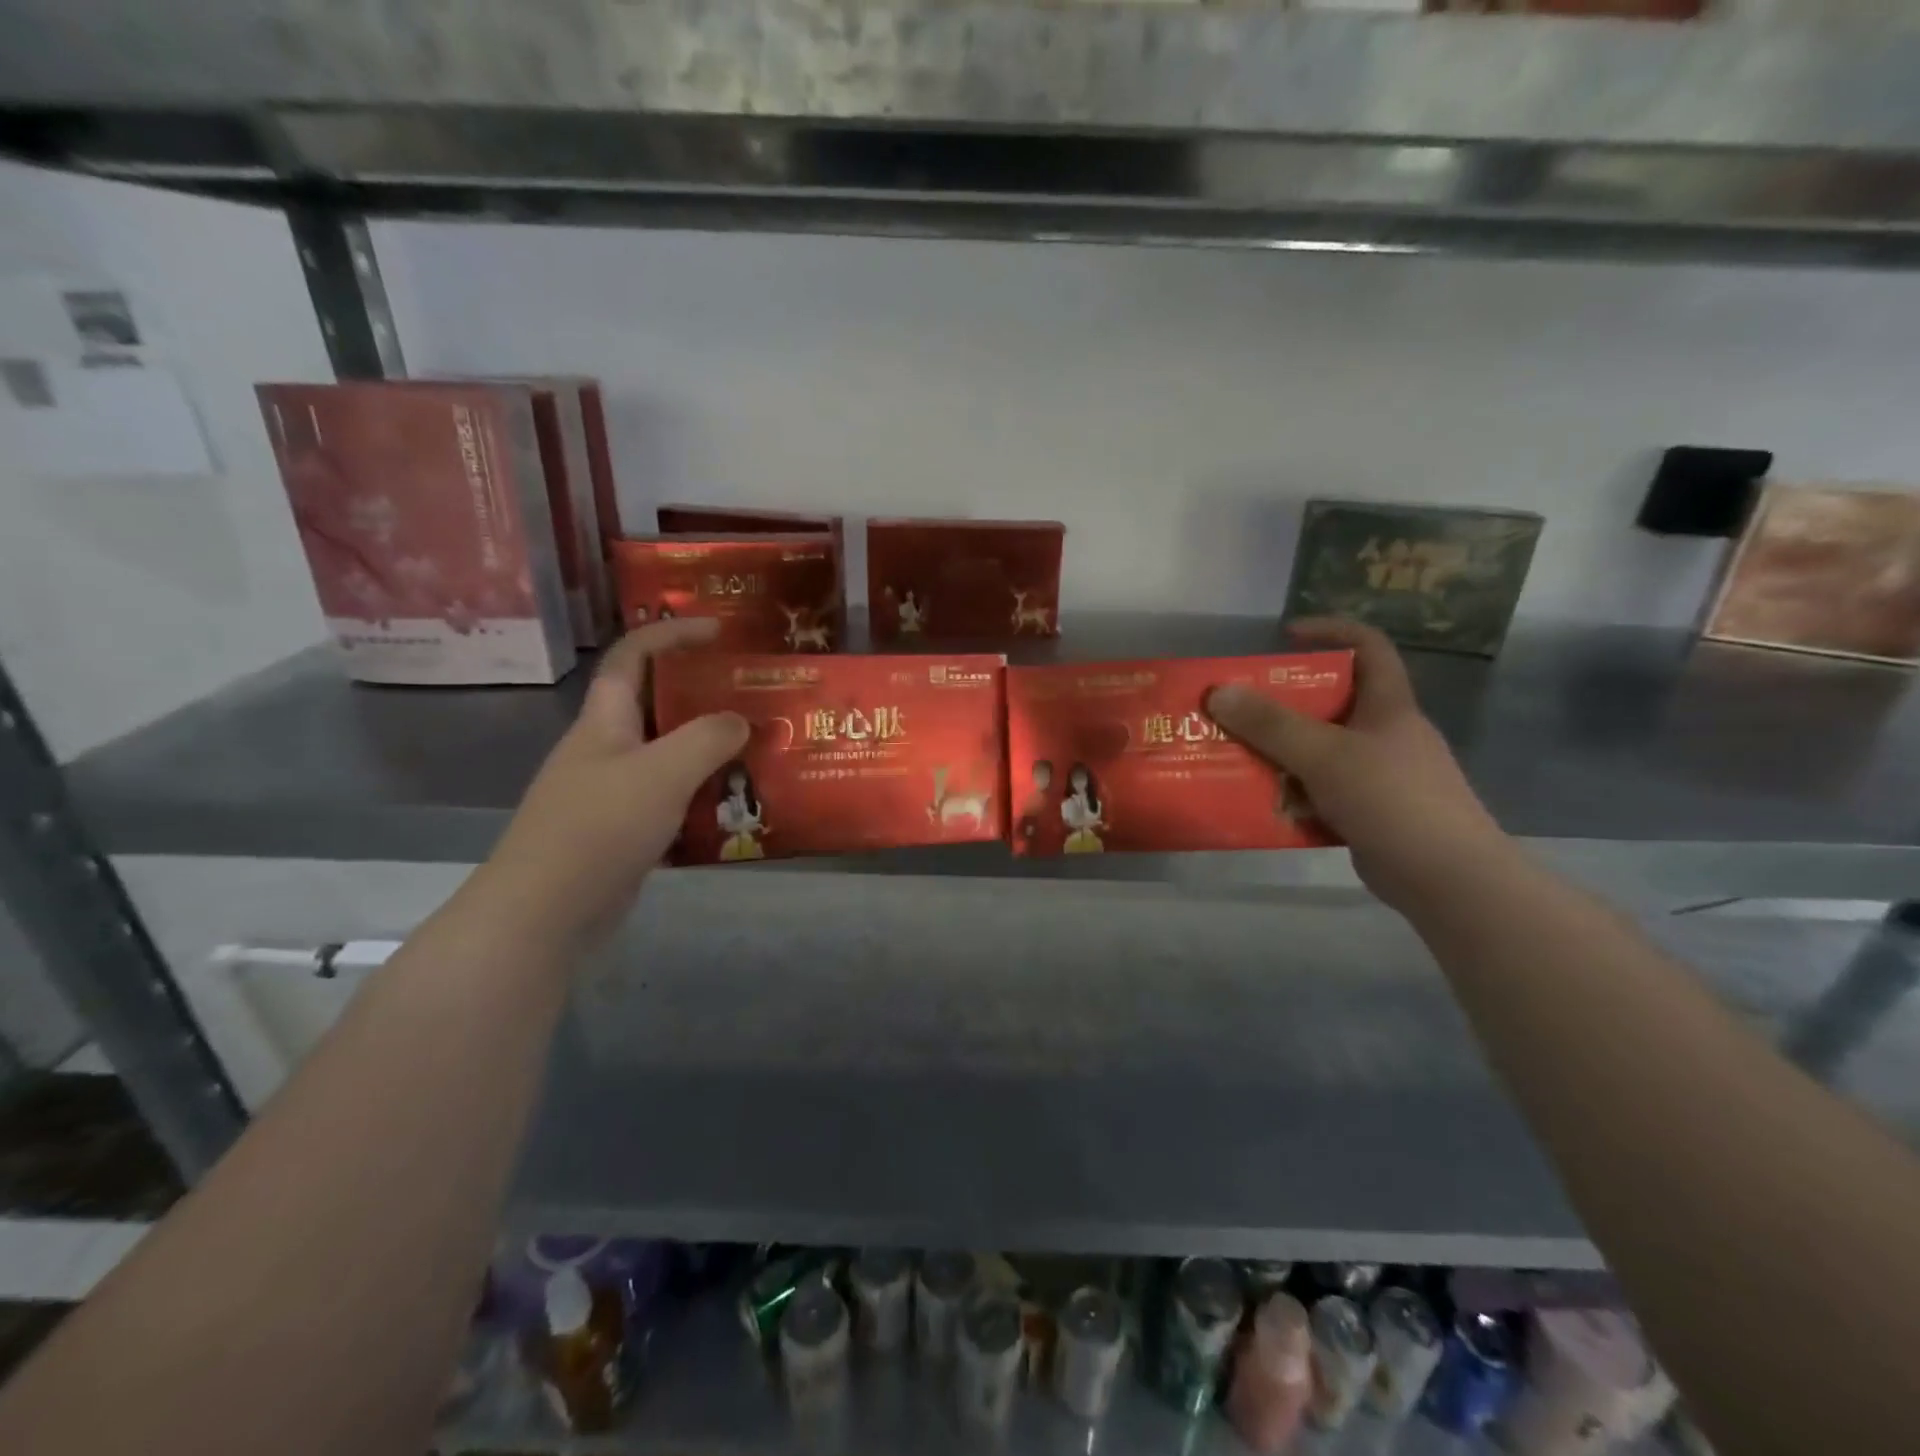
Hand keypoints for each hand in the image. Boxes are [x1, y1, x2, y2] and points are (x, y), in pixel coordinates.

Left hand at [473, 618, 747, 952]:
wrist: (545, 912)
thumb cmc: (600, 827)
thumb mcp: (663, 772)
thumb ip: (708, 738)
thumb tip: (740, 721)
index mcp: (605, 721)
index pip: (633, 656)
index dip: (672, 633)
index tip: (721, 630)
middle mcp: (605, 749)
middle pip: (656, 706)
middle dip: (703, 696)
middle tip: (753, 699)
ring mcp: (611, 793)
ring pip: (668, 757)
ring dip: (709, 752)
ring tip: (758, 753)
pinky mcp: (622, 832)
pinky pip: (670, 801)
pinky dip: (702, 798)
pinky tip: (735, 810)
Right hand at [1206, 618, 1511, 912]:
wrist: (1447, 879)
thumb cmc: (1392, 800)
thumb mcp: (1325, 754)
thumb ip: (1271, 724)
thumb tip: (1218, 692)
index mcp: (1388, 706)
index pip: (1368, 646)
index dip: (1330, 630)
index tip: (1285, 636)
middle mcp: (1385, 734)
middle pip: (1331, 702)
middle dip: (1282, 703)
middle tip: (1238, 709)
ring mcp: (1378, 775)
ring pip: (1320, 750)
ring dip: (1279, 753)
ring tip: (1235, 757)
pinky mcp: (1367, 812)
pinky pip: (1319, 791)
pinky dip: (1291, 793)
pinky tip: (1261, 803)